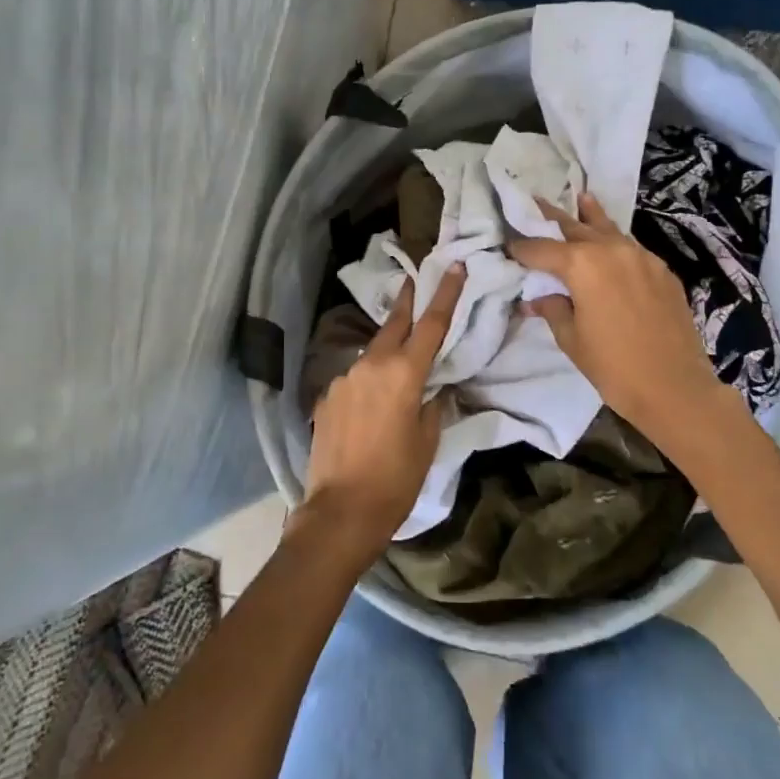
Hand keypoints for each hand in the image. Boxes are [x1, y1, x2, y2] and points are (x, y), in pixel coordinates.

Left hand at [298, 265, 465, 555]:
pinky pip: (354, 380)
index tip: (453, 266)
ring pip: (373, 354)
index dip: (445, 293)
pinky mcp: (326, 396)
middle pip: (395, 324)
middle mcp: (371, 366)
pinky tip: (370, 406)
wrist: (339, 512)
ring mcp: (344, 379)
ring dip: (387, 351)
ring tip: (397, 367)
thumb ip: (433, 405)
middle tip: (416, 278)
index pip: (431, 324)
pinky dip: (367, 382)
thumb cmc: (395, 479)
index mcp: (404, 374)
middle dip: (408, 300)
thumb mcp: (427, 442)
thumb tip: (435, 388)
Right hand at [508, 193, 735, 450]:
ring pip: (608, 229)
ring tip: (582, 198)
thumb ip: (552, 309)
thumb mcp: (572, 339)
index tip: (506, 244)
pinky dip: (614, 241)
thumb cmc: (613, 367)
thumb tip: (536, 297)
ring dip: (590, 217)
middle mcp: (611, 250)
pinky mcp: (662, 270)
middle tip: (534, 202)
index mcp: (582, 265)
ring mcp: (641, 257)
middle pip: (575, 227)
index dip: (521, 248)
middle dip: (552, 218)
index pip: (541, 249)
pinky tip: (611, 242)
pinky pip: (630, 247)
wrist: (675, 387)